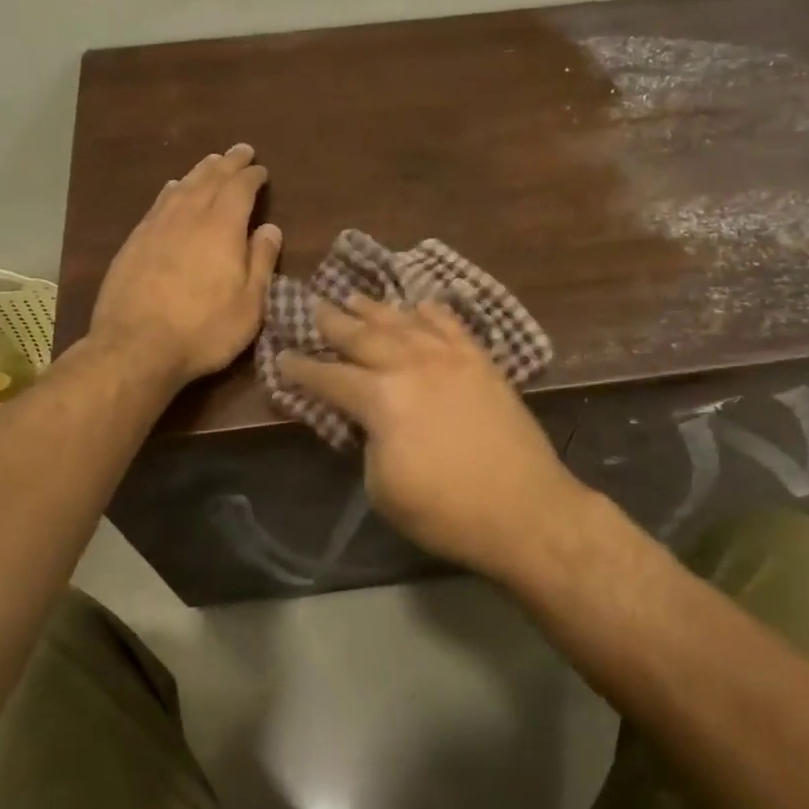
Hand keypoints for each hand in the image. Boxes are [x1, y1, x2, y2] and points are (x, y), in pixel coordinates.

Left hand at [89, 144, 282, 386]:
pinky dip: (172, 190)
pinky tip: (173, 188)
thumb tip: (269, 227)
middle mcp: (188, 217)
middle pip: (210, 180)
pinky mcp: (134, 242)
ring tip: (211, 162)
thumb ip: (261, 261)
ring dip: (200, 171)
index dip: (251, 177)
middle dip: (228, 163)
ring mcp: (156, 227)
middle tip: (240, 150)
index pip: (239, 189)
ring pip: (182, 187)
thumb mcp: (249, 304)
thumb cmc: (203, 330)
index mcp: (222, 228)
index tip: (261, 170)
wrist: (135, 348)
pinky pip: (159, 203)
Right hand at [275, 296, 590, 579]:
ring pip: (404, 322)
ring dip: (375, 309)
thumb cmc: (446, 511)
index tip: (283, 358)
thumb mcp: (383, 487)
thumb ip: (368, 442)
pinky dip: (431, 312)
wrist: (525, 510)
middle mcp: (412, 366)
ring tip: (354, 296)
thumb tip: (369, 421)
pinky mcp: (482, 362)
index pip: (330, 377)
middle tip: (313, 307)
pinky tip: (420, 305)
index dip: (302, 370)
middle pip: (363, 336)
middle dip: (333, 322)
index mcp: (381, 399)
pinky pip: (451, 326)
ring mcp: (451, 359)